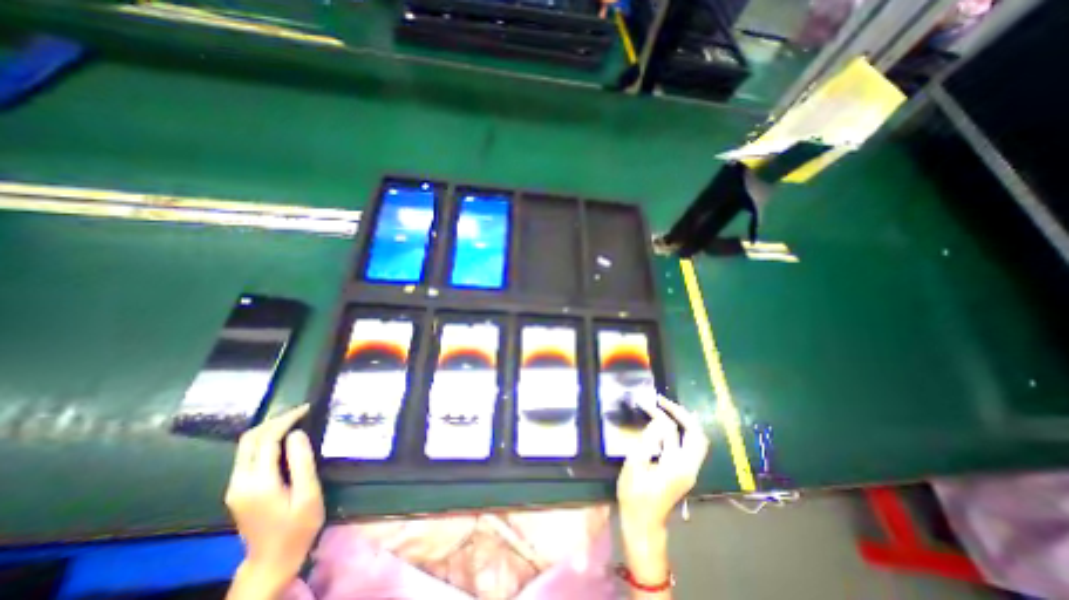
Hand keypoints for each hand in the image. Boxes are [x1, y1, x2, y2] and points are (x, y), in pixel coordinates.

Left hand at [225, 404, 323, 589]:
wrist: (272, 561)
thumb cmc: (298, 527)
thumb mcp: (308, 494)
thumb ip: (301, 462)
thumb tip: (297, 433)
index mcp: (258, 483)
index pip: (267, 439)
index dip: (287, 419)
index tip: (308, 408)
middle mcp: (239, 482)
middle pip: (250, 439)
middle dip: (275, 420)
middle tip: (302, 411)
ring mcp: (235, 487)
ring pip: (246, 446)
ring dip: (269, 428)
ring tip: (295, 419)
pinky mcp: (239, 490)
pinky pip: (248, 456)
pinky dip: (265, 440)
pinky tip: (284, 438)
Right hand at [620, 395, 708, 532]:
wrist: (643, 523)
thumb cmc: (634, 495)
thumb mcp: (634, 465)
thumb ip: (647, 442)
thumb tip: (657, 423)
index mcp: (676, 466)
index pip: (671, 431)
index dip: (657, 413)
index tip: (644, 402)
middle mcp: (689, 467)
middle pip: (697, 435)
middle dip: (682, 414)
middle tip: (664, 401)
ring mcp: (690, 470)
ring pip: (698, 440)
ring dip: (685, 421)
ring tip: (668, 408)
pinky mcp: (685, 471)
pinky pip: (691, 445)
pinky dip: (684, 431)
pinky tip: (671, 424)